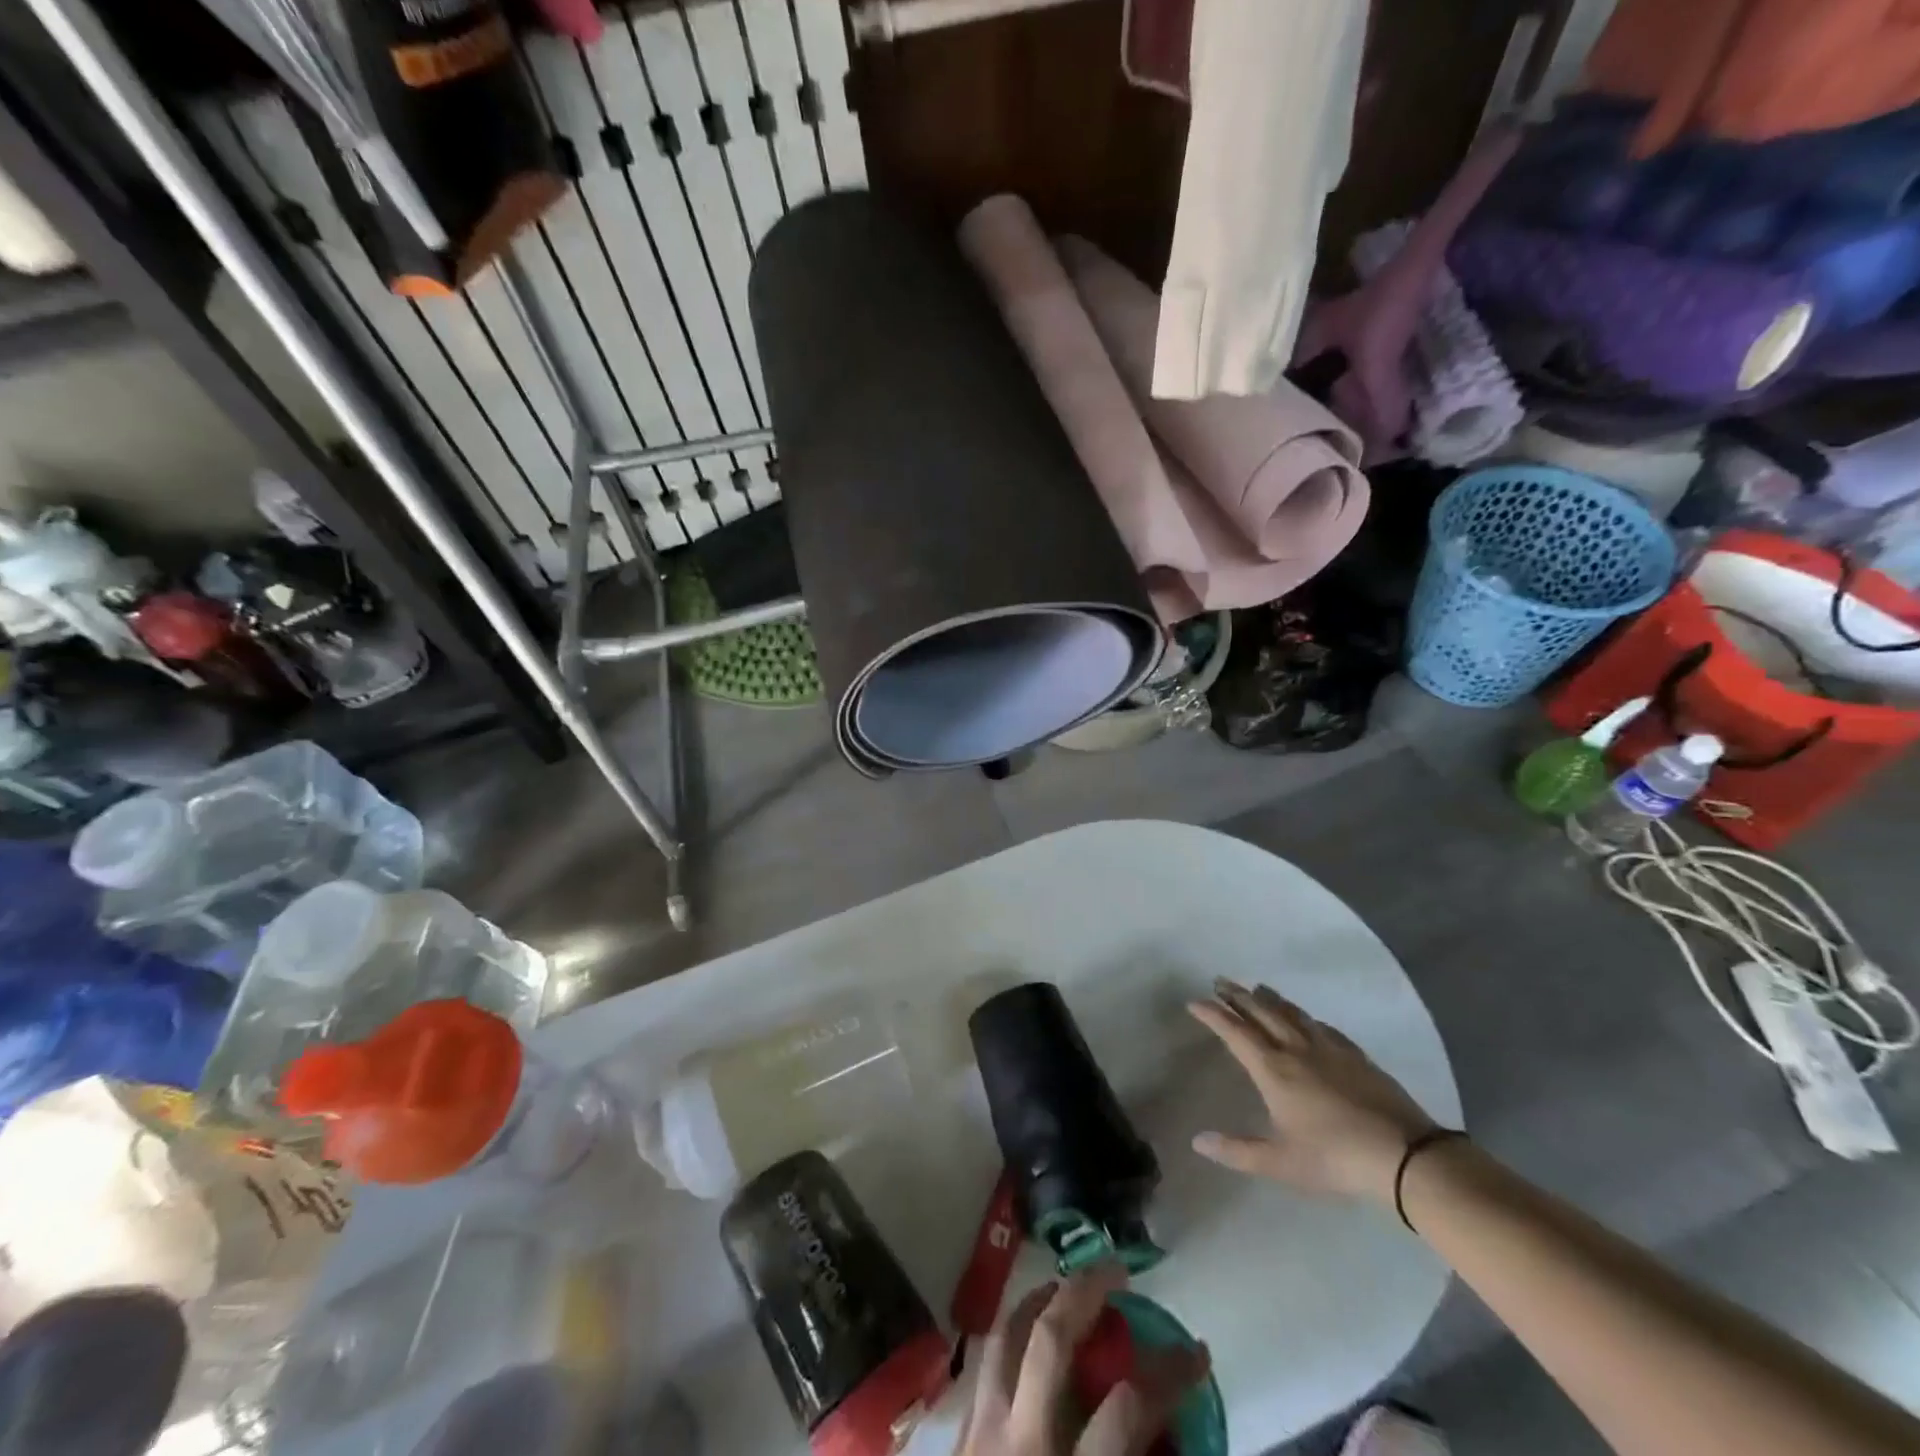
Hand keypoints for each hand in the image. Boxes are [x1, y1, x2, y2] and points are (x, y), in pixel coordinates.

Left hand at [957, 1264, 1208, 1455]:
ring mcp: (979, 1435)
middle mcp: (1018, 1445)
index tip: (1197, 1352)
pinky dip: (1011, 1335)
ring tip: (1067, 1283)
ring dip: (1039, 1299)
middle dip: (1086, 1293)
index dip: (1168, 1375)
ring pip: (1005, 1336)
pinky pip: (986, 1363)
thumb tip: (1179, 1442)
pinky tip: (1028, 1334)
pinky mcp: (958, 1439)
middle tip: (1118, 1269)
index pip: (1126, 1413)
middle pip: (1049, 1342)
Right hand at [1189, 980, 1436, 1204]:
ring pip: (1291, 1013)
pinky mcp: (1356, 1055)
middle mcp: (1296, 1049)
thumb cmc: (1335, 1158)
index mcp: (1273, 1070)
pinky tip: (1306, 1018)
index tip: (1194, 1002)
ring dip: (1269, 998)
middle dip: (1237, 995)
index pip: (1235, 1032)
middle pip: (1261, 1012)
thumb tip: (1197, 1141)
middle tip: (1219, 981)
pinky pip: (1322, 1025)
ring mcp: (1328, 1049)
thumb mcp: (1280, 1162)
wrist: (1405, 1155)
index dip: (1213, 1014)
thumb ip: (1237, 1151)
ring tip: (1256, 988)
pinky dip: (1304, 1015)